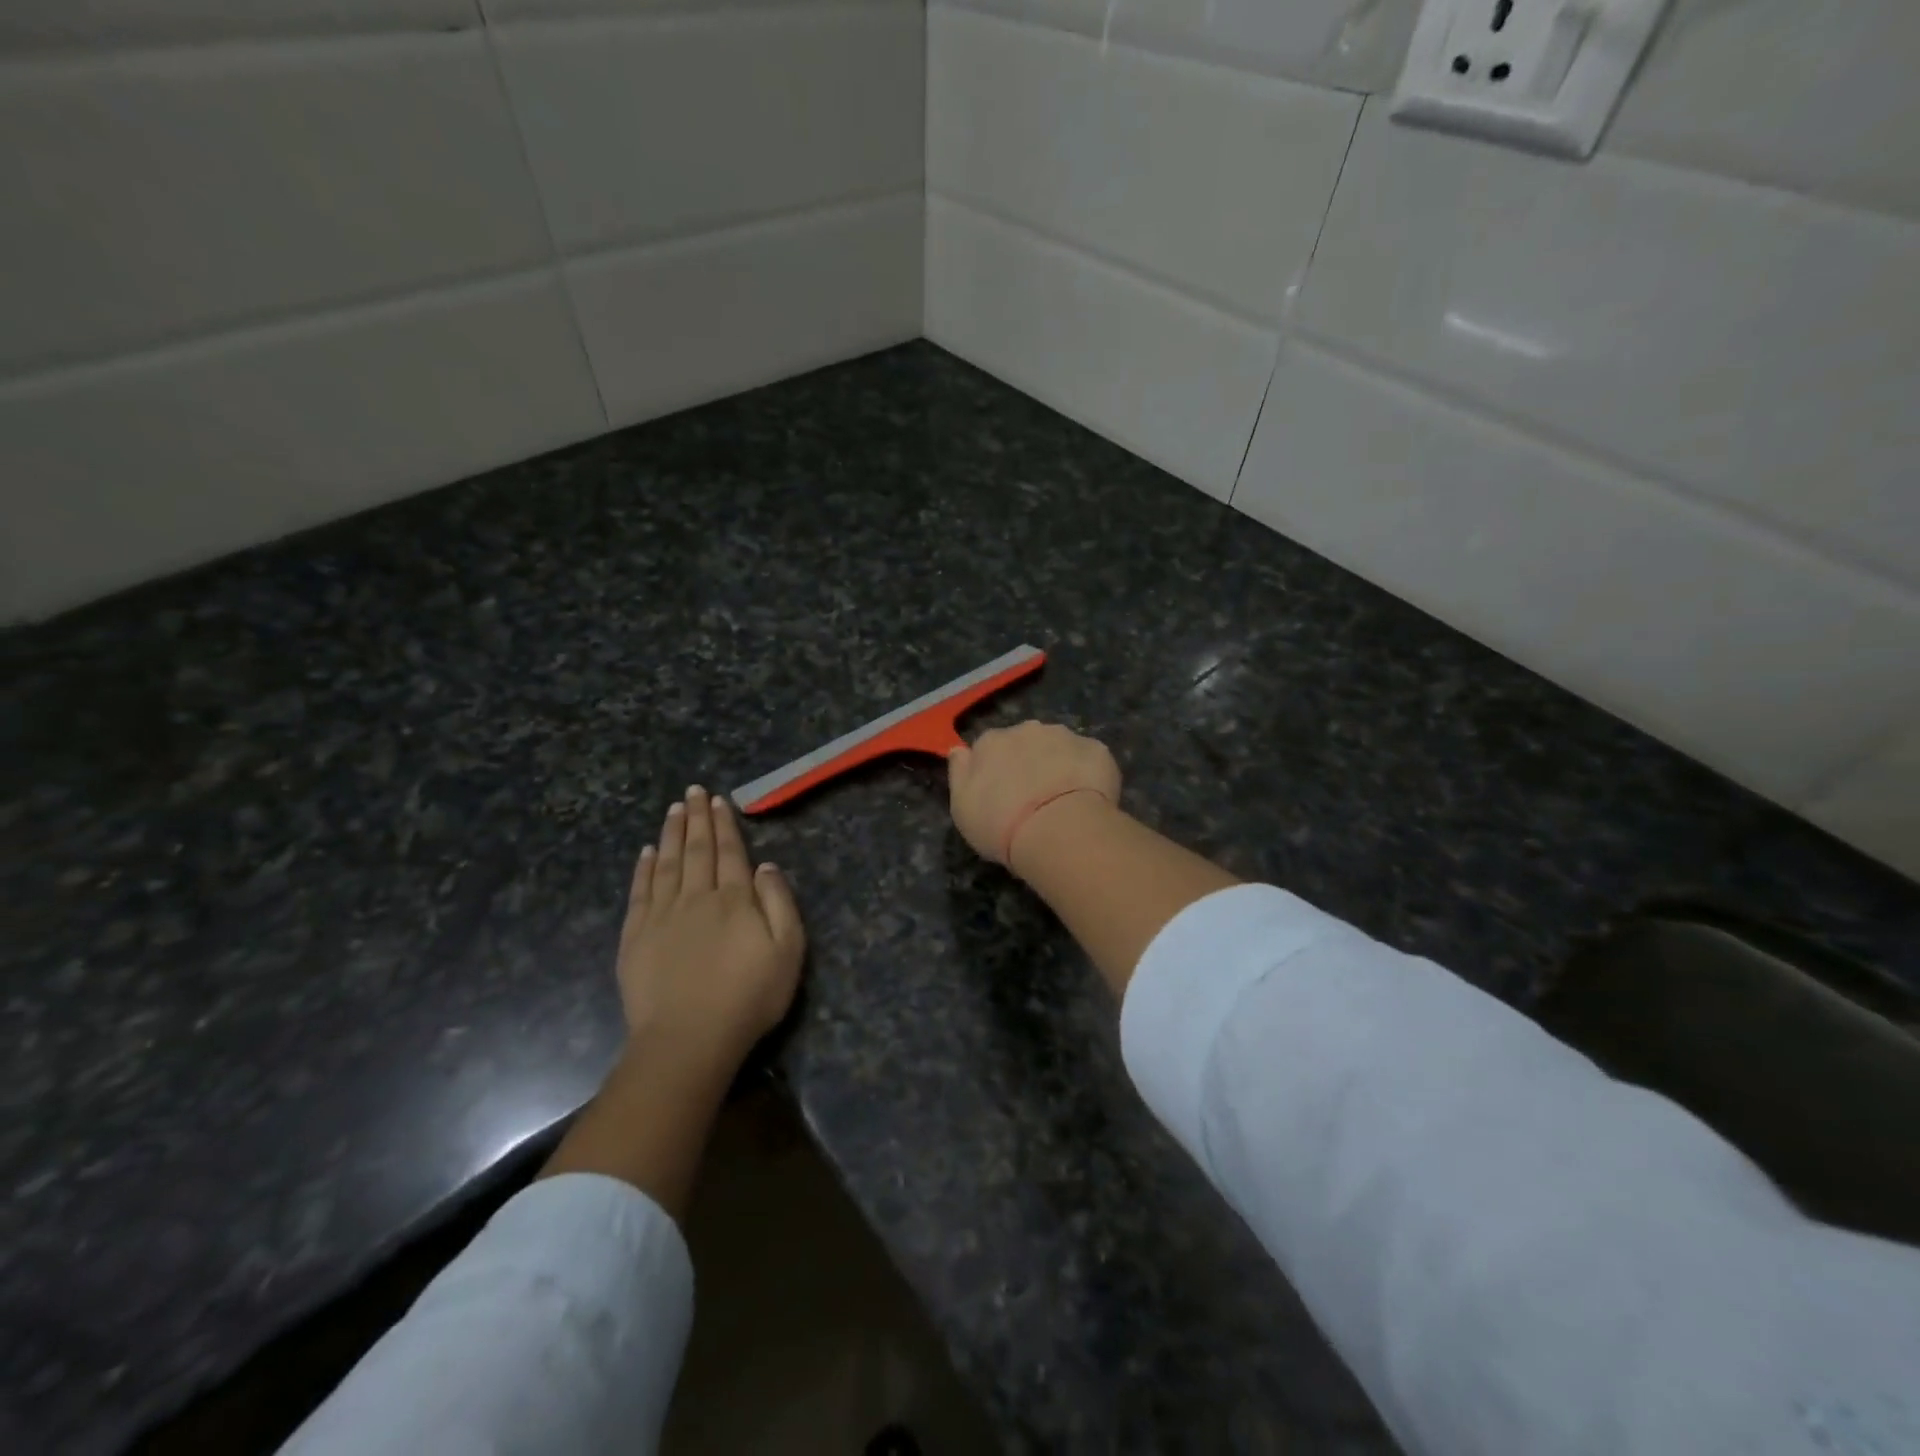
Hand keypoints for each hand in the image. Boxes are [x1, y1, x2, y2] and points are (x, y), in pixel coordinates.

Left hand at [618, 786, 805, 1068]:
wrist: (688, 1039)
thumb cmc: (748, 997)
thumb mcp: (788, 951)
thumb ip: (780, 903)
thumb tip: (765, 865)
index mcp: (735, 899)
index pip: (729, 852)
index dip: (724, 825)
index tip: (718, 800)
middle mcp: (696, 897)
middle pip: (697, 850)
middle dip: (696, 819)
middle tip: (692, 791)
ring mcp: (662, 916)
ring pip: (667, 864)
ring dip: (671, 834)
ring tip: (672, 809)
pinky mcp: (636, 937)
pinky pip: (640, 892)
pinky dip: (644, 869)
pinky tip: (646, 853)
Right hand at [948, 721, 1121, 871]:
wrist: (1057, 830)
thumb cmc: (1000, 825)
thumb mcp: (962, 808)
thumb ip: (959, 774)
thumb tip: (959, 750)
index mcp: (991, 742)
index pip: (988, 748)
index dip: (996, 770)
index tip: (1001, 794)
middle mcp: (1027, 730)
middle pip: (1025, 742)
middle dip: (1030, 762)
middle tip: (1034, 798)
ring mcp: (1065, 736)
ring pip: (1060, 747)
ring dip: (1060, 764)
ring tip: (1063, 801)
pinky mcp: (1097, 750)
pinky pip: (1089, 759)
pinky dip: (1088, 774)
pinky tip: (1087, 800)